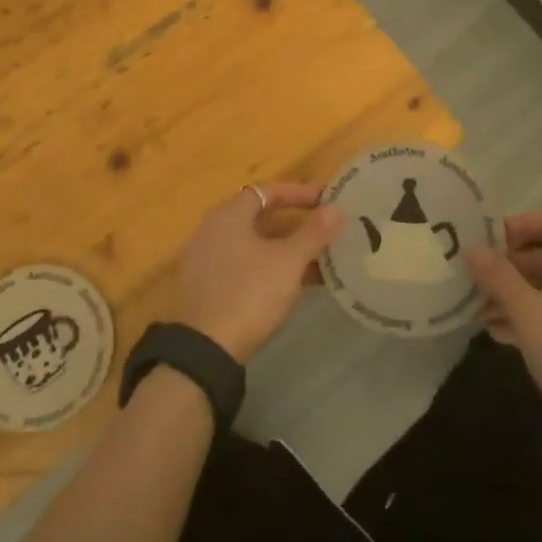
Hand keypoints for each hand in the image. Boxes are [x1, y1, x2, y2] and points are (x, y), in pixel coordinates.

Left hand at [173, 183, 342, 363]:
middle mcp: (213, 231)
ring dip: (287, 250)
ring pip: (255, 246)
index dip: (298, 193)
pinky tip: (296, 286)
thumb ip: (313, 233)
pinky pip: (246, 267)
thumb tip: (336, 208)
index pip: (267, 191)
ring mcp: (208, 260)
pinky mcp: (208, 288)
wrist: (205, 350)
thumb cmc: (249, 293)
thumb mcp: (288, 262)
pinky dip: (271, 269)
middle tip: (327, 232)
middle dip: (296, 225)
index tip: (326, 201)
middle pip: (260, 218)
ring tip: (322, 261)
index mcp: (229, 215)